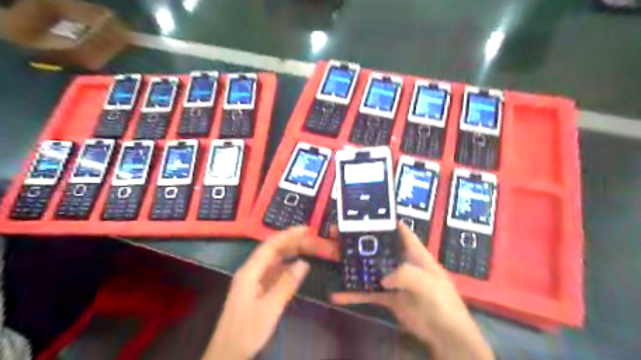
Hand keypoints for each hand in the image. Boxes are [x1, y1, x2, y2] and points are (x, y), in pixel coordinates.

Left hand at [205, 227, 312, 359]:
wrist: (227, 354)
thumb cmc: (247, 331)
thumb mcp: (270, 308)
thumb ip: (287, 284)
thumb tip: (304, 263)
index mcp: (250, 272)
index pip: (270, 246)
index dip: (288, 235)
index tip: (306, 229)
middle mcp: (250, 272)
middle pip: (272, 251)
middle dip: (291, 242)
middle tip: (311, 238)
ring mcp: (253, 281)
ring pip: (273, 261)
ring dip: (289, 253)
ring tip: (307, 248)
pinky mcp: (256, 290)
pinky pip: (273, 272)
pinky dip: (286, 266)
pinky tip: (296, 267)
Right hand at [331, 223, 494, 357]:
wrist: (446, 335)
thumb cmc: (442, 302)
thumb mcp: (427, 283)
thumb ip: (405, 275)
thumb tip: (383, 279)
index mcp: (415, 253)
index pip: (400, 231)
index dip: (385, 221)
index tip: (365, 215)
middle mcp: (402, 262)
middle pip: (378, 247)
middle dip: (359, 240)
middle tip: (337, 233)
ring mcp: (393, 280)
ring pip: (369, 268)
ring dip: (352, 264)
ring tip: (332, 254)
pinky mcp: (387, 297)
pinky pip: (368, 292)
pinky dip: (353, 293)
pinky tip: (337, 295)